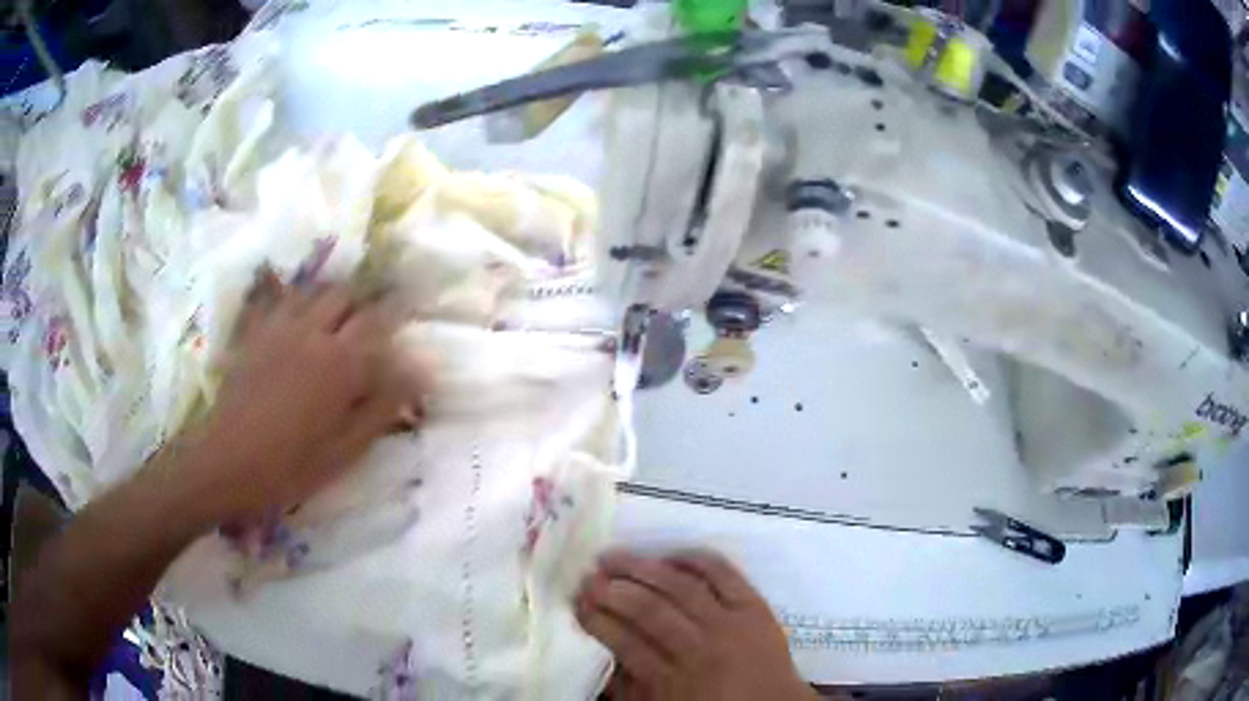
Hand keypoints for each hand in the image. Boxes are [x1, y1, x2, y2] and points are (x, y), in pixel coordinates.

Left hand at [180, 273, 429, 521]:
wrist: (228, 464)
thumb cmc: (292, 466)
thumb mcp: (346, 449)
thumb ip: (383, 406)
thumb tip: (419, 373)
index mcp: (340, 361)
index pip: (378, 320)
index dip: (395, 314)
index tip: (406, 317)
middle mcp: (312, 331)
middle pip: (345, 295)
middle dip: (360, 304)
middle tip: (366, 328)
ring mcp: (278, 328)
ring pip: (311, 291)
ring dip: (328, 300)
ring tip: (331, 321)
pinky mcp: (253, 334)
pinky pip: (274, 299)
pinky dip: (289, 298)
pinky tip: (292, 316)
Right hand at [576, 549, 814, 700]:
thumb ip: (630, 686)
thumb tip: (600, 654)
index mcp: (675, 679)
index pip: (626, 643)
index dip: (597, 621)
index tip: (576, 604)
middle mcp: (700, 647)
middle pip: (649, 610)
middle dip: (612, 591)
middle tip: (587, 577)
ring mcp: (731, 623)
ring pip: (680, 587)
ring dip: (642, 568)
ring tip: (613, 557)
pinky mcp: (755, 606)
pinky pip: (724, 574)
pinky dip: (695, 560)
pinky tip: (669, 555)